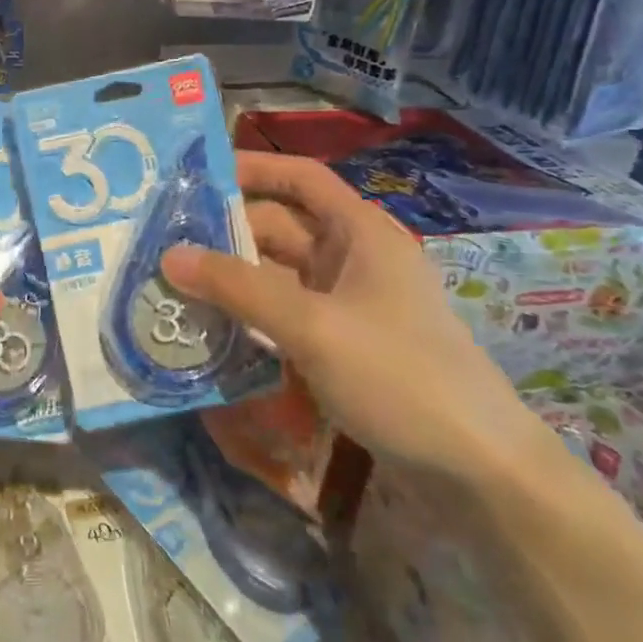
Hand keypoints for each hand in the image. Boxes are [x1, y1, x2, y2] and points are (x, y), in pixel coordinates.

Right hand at [167, 151, 550, 485]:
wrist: (480, 473)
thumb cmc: (401, 377)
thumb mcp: (313, 326)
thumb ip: (239, 288)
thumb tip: (169, 256)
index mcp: (360, 232)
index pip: (300, 177)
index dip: (252, 168)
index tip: (195, 176)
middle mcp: (353, 258)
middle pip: (279, 228)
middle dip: (225, 234)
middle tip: (162, 244)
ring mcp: (348, 304)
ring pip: (277, 274)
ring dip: (232, 279)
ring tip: (173, 285)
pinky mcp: (342, 344)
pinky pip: (285, 314)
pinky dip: (250, 315)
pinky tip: (211, 328)